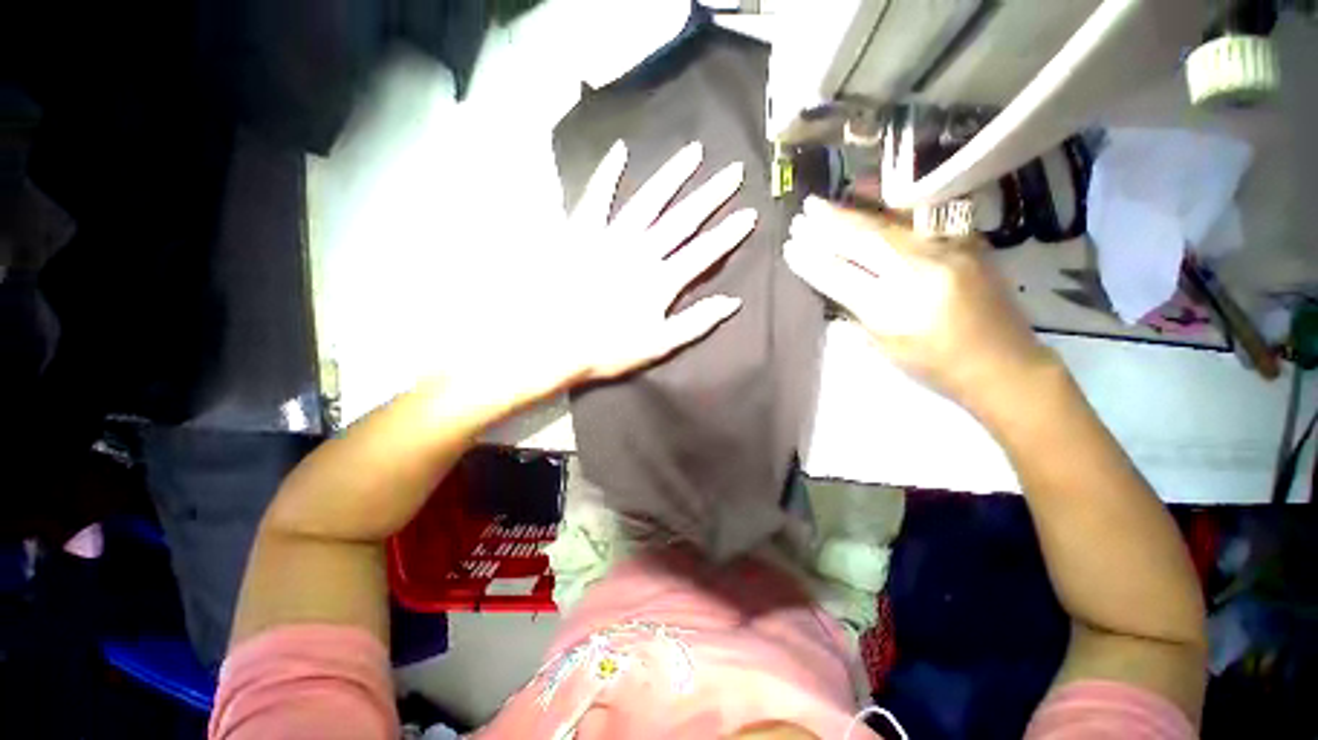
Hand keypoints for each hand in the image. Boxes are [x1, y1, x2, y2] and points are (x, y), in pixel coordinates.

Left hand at [442, 140, 755, 411]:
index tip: (749, 214)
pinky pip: (596, 197)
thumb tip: (732, 303)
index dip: (728, 234)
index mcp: (662, 280)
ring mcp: (611, 237)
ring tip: (692, 152)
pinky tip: (620, 151)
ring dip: (672, 176)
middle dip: (711, 195)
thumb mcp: (659, 344)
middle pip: (682, 219)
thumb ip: (696, 322)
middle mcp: (642, 251)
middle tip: (733, 170)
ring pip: (648, 201)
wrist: (554, 341)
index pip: (704, 253)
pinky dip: (608, 174)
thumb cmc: (608, 348)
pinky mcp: (581, 232)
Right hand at [784, 197, 1053, 413]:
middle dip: (828, 226)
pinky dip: (888, 206)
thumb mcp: (884, 347)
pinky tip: (869, 194)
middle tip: (802, 213)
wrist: (1005, 365)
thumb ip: (855, 312)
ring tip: (825, 202)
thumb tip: (831, 280)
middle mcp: (922, 274)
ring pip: (889, 224)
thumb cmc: (935, 367)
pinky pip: (919, 217)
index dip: (812, 261)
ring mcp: (949, 251)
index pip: (840, 276)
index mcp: (895, 310)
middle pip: (864, 241)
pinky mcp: (967, 241)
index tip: (790, 247)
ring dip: (852, 211)